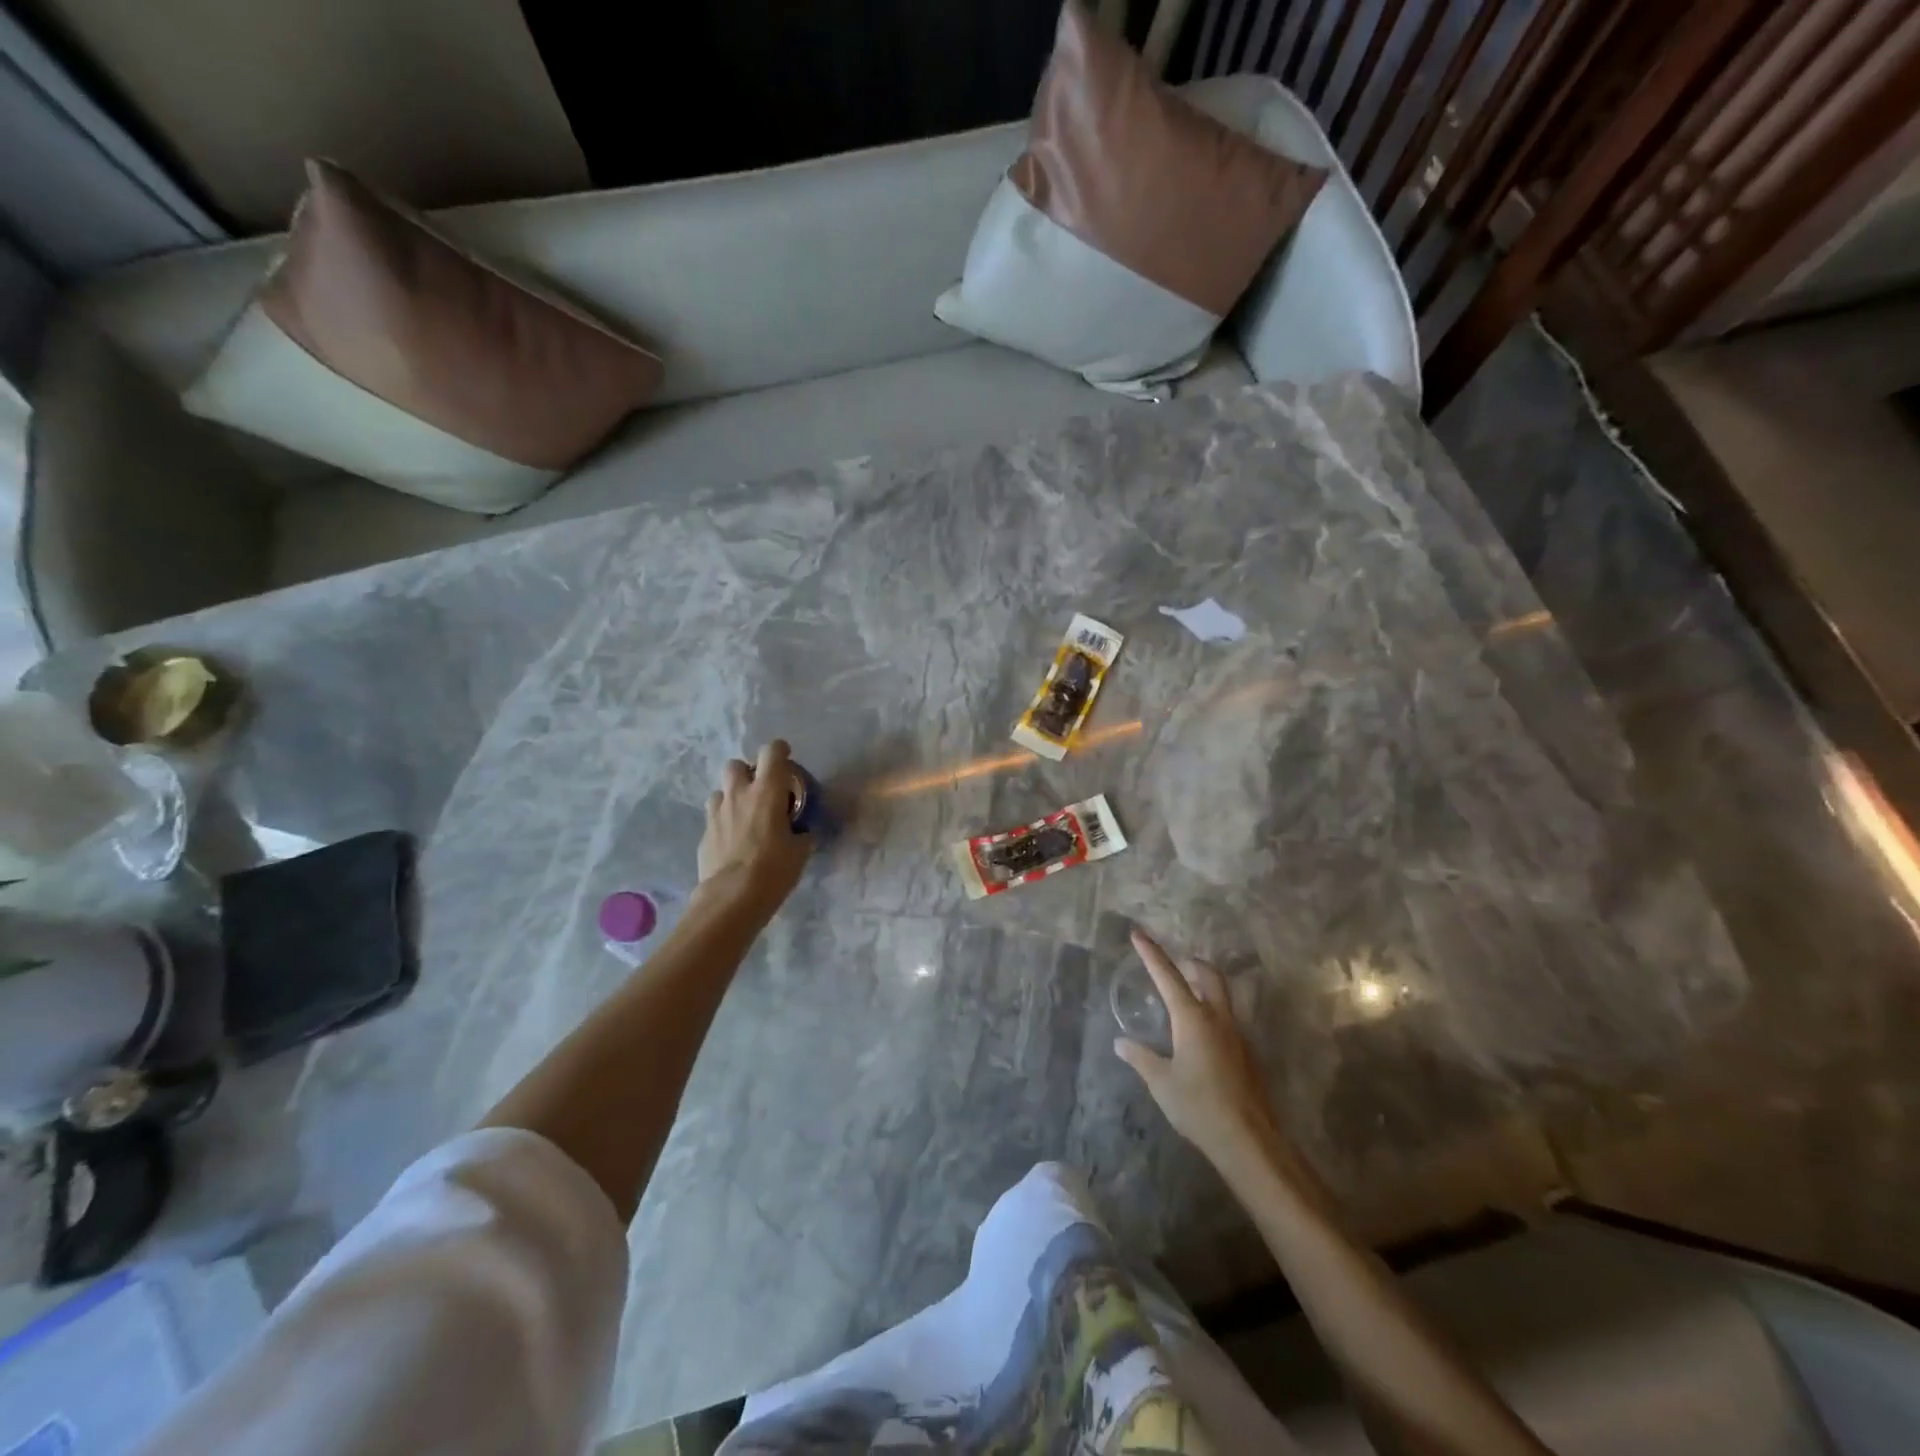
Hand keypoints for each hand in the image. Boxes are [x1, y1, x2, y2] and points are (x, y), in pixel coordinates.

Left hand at [696, 740, 811, 917]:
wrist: (732, 897)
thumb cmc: (774, 869)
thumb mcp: (800, 851)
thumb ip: (801, 834)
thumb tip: (801, 833)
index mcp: (767, 791)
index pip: (771, 752)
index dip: (779, 751)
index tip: (786, 760)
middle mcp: (739, 794)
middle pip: (736, 765)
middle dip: (747, 773)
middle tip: (760, 791)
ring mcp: (716, 813)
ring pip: (720, 790)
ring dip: (731, 797)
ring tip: (743, 816)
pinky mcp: (704, 833)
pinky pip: (713, 817)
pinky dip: (723, 822)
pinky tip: (732, 841)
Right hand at [1115, 927, 1280, 1166]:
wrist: (1249, 1141)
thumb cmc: (1199, 1107)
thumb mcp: (1161, 1082)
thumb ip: (1140, 1058)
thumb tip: (1121, 1042)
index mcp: (1193, 1018)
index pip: (1167, 976)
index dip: (1151, 953)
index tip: (1138, 933)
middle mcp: (1218, 1018)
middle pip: (1209, 975)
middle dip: (1191, 964)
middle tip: (1174, 966)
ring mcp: (1237, 1035)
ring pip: (1222, 995)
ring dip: (1203, 986)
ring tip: (1184, 997)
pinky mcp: (1247, 1054)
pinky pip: (1227, 1019)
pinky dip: (1211, 1012)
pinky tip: (1198, 1036)